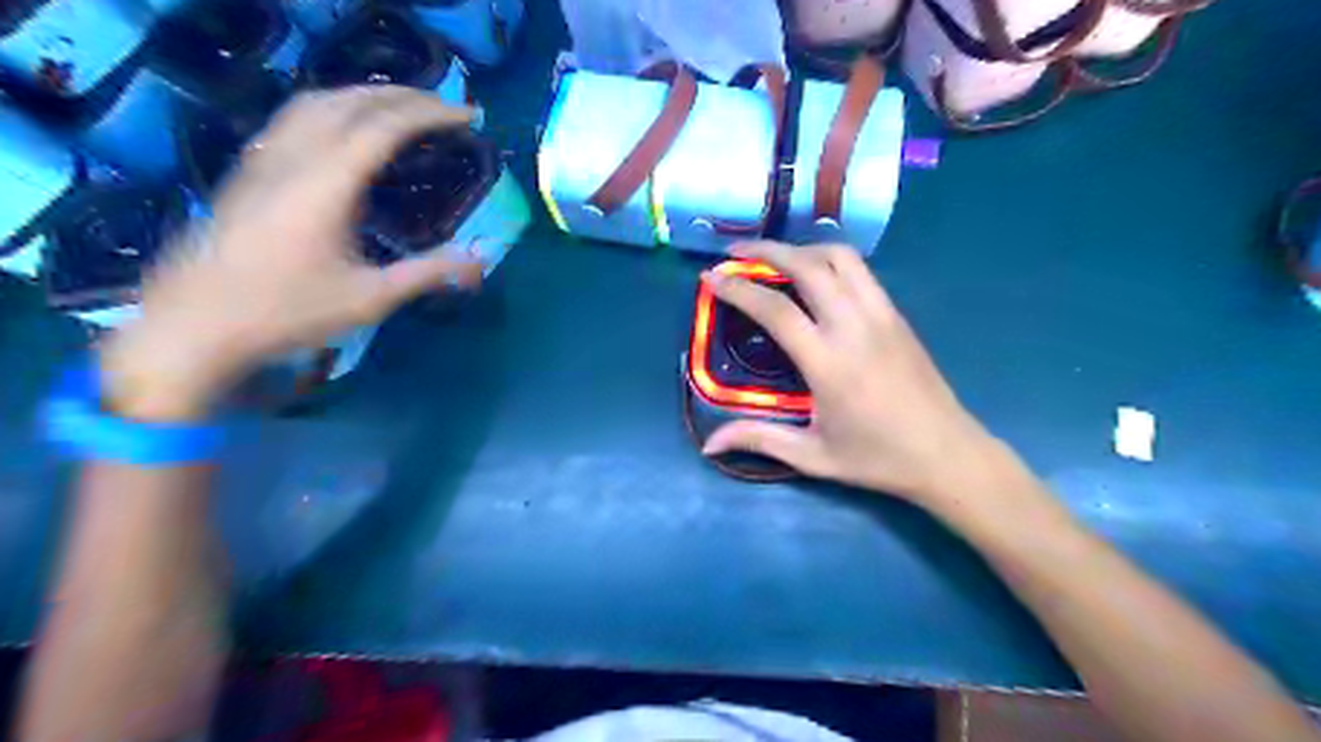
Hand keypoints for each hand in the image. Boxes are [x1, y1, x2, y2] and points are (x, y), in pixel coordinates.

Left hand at [103, 83, 482, 420]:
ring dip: (366, 95)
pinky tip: (344, 125)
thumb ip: (427, 274)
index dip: (430, 114)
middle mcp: (294, 157)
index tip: (467, 116)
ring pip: (318, 101)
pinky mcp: (250, 169)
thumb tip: (479, 261)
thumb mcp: (369, 298)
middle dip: (404, 97)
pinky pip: (295, 116)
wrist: (196, 322)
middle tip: (445, 107)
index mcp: (326, 184)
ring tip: (402, 107)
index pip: (384, 127)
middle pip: (352, 102)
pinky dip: (333, 106)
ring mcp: (265, 158)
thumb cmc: (288, 311)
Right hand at [702, 239, 1002, 505]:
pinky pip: (860, 271)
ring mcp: (881, 315)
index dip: (738, 289)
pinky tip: (815, 275)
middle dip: (767, 250)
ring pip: (840, 258)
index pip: (775, 310)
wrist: (947, 453)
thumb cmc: (877, 458)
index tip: (711, 277)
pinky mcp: (897, 315)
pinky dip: (829, 260)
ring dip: (802, 248)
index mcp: (829, 363)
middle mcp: (855, 327)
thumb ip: (759, 439)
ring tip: (775, 258)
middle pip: (809, 266)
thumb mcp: (813, 457)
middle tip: (736, 253)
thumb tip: (709, 445)